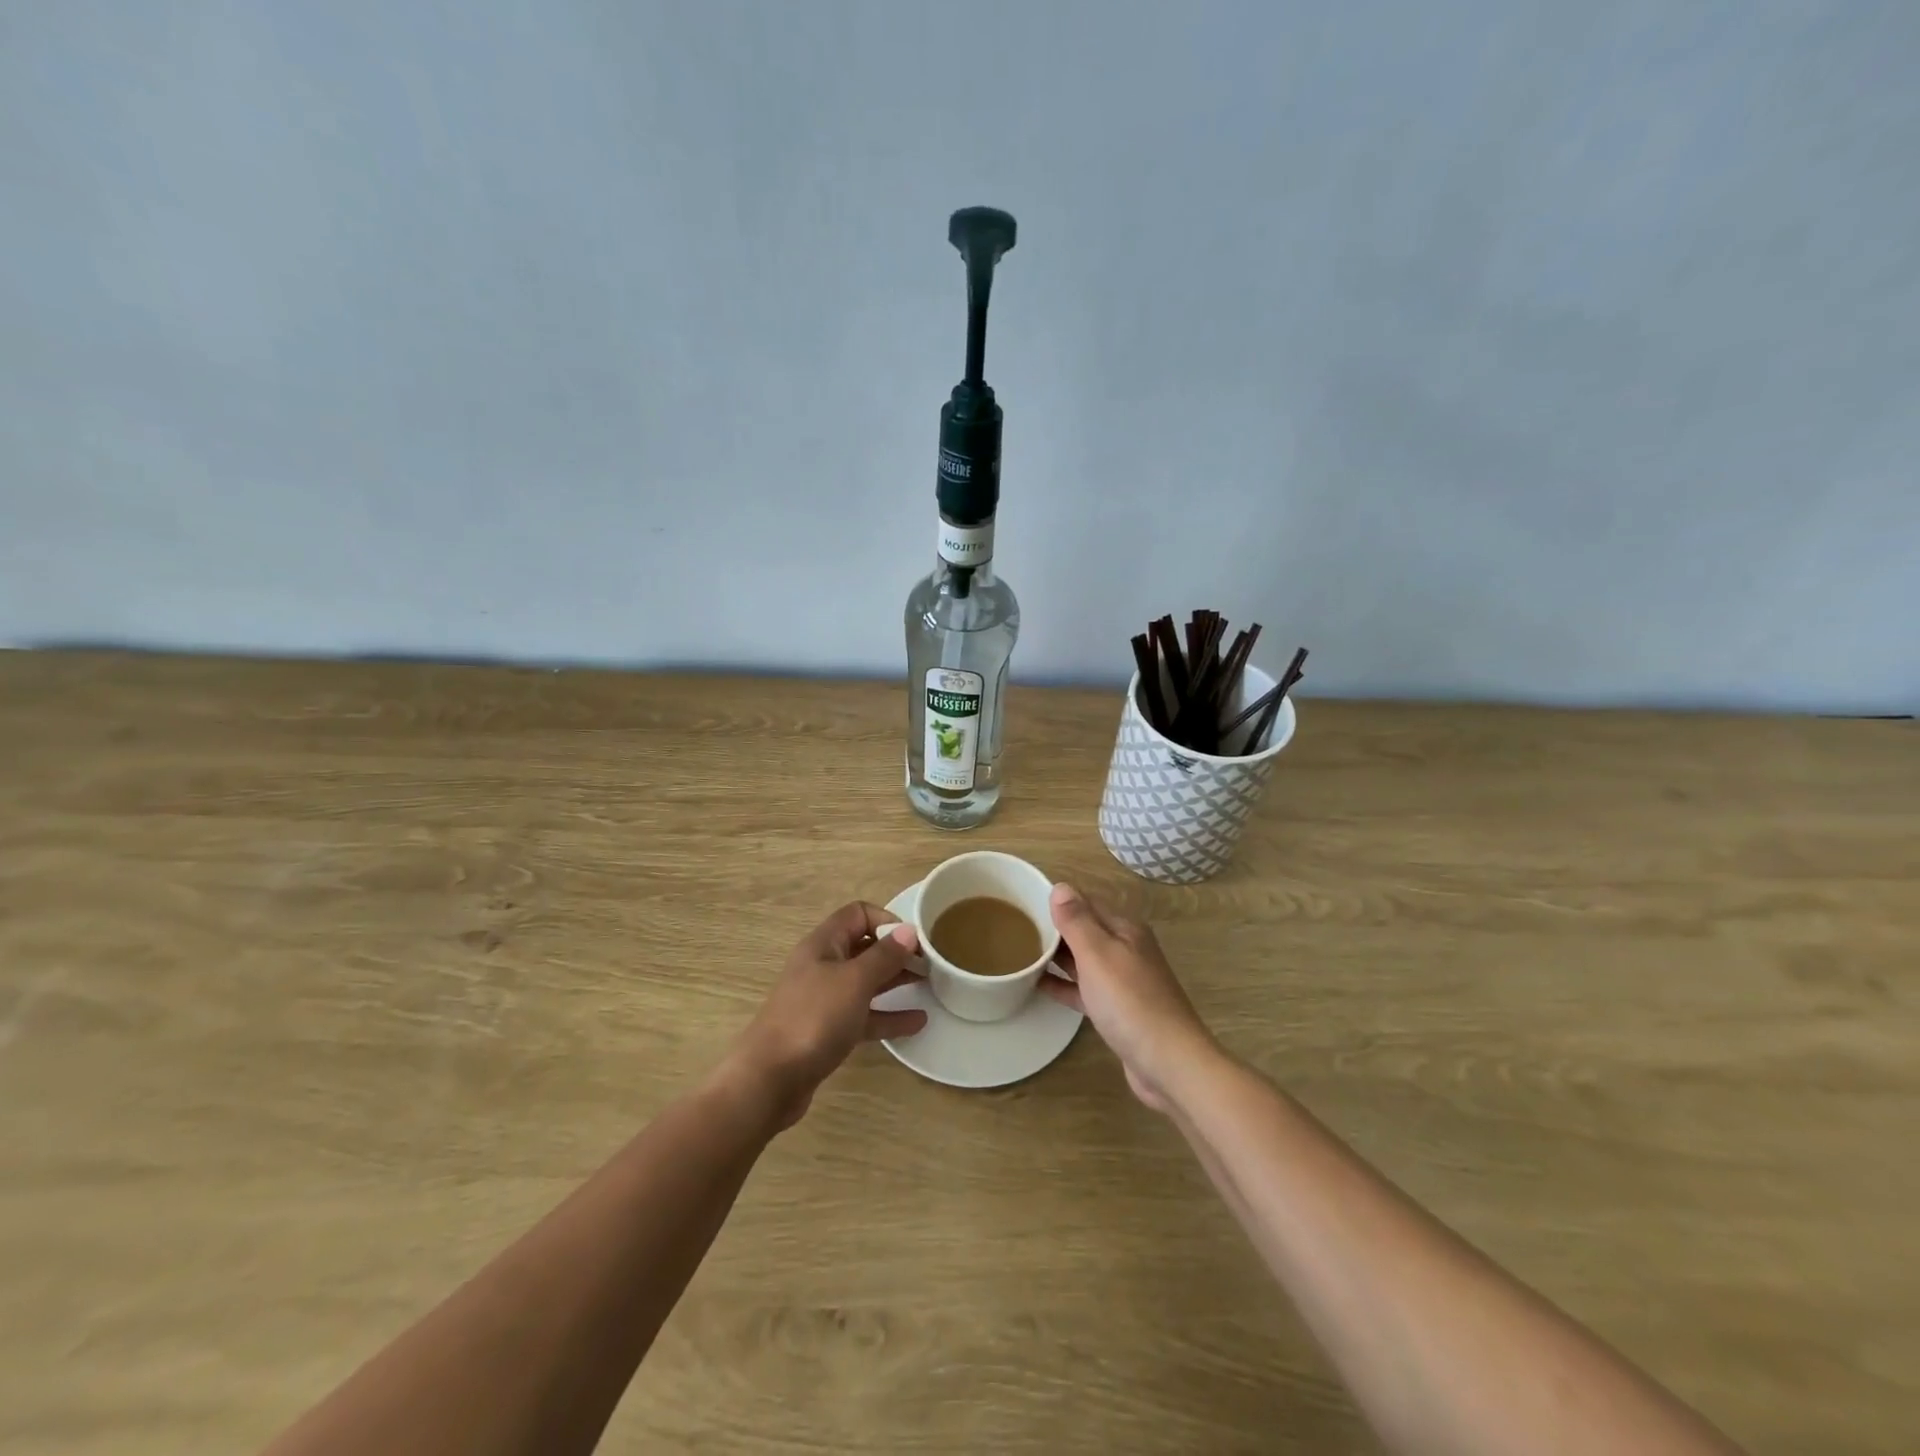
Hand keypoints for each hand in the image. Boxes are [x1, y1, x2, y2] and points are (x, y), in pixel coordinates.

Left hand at [725, 902, 927, 1128]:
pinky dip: (888, 1015)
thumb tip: (909, 931)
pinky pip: (864, 1015)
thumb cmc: (813, 1019)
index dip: (887, 920)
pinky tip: (917, 1022)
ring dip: (895, 981)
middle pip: (864, 947)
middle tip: (931, 963)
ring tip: (930, 985)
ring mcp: (824, 1000)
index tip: (914, 941)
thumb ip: (884, 956)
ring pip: (866, 982)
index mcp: (823, 944)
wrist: (769, 1080)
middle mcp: (823, 966)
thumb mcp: (854, 981)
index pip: (858, 914)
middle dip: (896, 952)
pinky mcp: (828, 1031)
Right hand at [1039, 883, 1216, 1111]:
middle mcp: (1126, 949)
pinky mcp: (1117, 1010)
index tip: (1023, 901)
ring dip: (1057, 955)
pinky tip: (1038, 985)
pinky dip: (1064, 984)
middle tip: (1015, 927)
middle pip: (1085, 929)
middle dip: (1054, 927)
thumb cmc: (1130, 1002)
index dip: (1057, 900)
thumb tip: (1060, 886)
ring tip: (1021, 952)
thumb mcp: (1098, 954)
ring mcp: (1123, 981)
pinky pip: (1084, 988)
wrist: (1168, 1063)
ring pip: (1083, 959)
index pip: (1086, 902)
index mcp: (1124, 929)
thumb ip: (1077, 921)